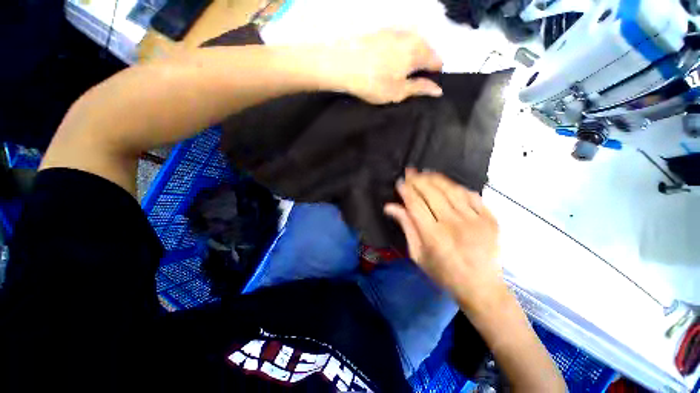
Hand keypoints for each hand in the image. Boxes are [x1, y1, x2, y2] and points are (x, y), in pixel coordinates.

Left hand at [323, 30, 443, 103]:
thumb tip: (438, 90)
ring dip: (411, 58)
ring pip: (413, 44)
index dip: (434, 74)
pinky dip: (400, 52)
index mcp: (418, 52)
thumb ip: (420, 88)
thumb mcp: (398, 92)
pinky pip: (400, 41)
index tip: (426, 85)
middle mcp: (411, 36)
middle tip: (411, 82)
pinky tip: (389, 62)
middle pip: (426, 50)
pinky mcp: (383, 31)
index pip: (436, 60)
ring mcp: (396, 31)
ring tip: (399, 73)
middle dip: (423, 65)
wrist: (343, 64)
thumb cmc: (374, 83)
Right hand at [384, 169, 505, 314]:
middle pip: (432, 192)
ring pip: (451, 190)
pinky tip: (447, 184)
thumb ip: (406, 227)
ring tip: (426, 173)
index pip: (415, 204)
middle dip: (418, 179)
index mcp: (433, 235)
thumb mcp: (418, 254)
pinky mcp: (489, 218)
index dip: (406, 190)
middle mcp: (453, 224)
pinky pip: (471, 195)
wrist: (481, 286)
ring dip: (436, 178)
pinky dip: (457, 187)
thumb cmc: (443, 272)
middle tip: (410, 172)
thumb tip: (390, 207)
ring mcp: (474, 219)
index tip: (400, 182)